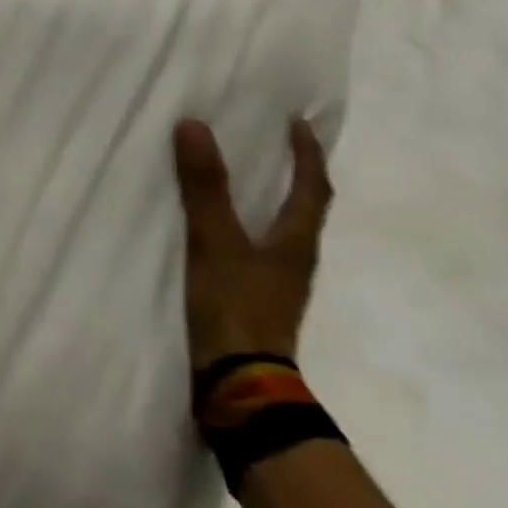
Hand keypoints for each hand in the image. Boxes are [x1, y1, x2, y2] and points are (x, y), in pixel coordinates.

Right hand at [173, 119, 332, 371]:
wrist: (239, 383)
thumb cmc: (236, 306)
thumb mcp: (215, 241)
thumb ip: (205, 187)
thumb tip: (194, 125)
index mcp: (296, 242)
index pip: (313, 188)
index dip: (308, 154)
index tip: (300, 124)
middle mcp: (295, 260)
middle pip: (304, 209)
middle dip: (296, 175)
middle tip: (276, 146)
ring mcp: (277, 284)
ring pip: (282, 232)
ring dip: (274, 202)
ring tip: (250, 181)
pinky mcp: (256, 301)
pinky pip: (259, 251)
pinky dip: (250, 229)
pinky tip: (226, 232)